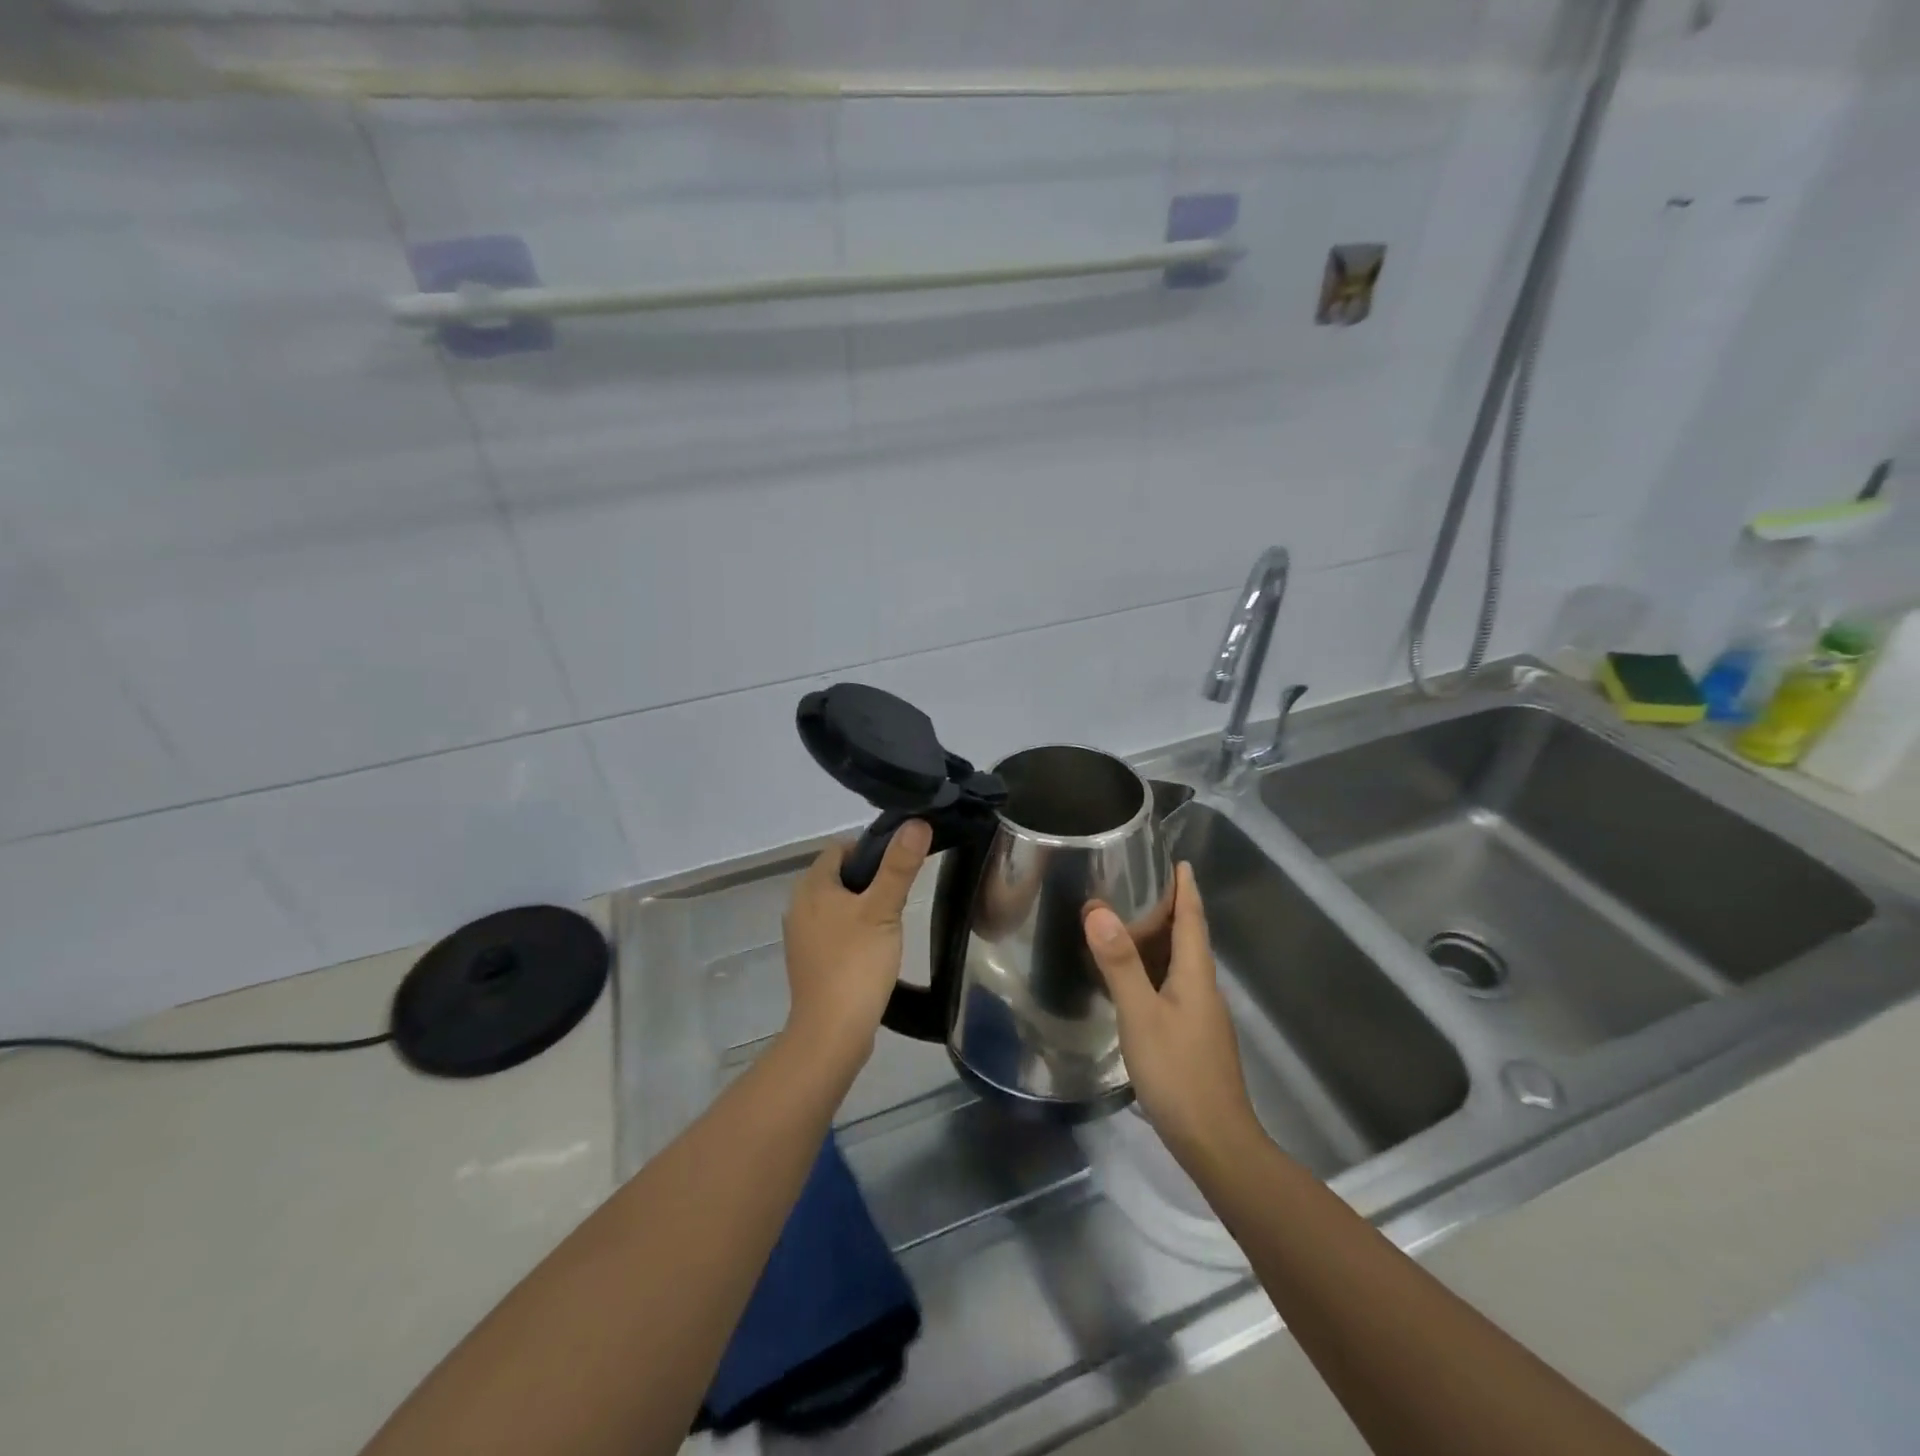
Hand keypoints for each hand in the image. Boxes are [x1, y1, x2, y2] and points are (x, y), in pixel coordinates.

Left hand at [782, 821, 932, 1068]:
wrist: (832, 1032)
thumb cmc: (856, 963)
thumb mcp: (884, 909)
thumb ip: (899, 865)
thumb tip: (916, 822)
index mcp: (811, 886)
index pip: (840, 848)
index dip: (871, 849)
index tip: (900, 864)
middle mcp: (799, 906)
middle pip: (839, 876)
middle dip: (870, 879)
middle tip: (901, 893)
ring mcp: (802, 936)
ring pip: (838, 905)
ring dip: (863, 906)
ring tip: (892, 920)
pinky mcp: (810, 961)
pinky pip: (835, 931)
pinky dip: (854, 931)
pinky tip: (876, 947)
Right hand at [1084, 863, 1258, 1162]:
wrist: (1216, 1143)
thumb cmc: (1178, 1073)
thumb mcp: (1141, 1015)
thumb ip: (1119, 963)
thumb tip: (1099, 909)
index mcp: (1196, 976)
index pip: (1193, 920)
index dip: (1186, 890)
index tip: (1180, 862)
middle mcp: (1205, 990)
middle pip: (1190, 940)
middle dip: (1171, 911)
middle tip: (1140, 887)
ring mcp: (1203, 1018)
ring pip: (1182, 967)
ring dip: (1162, 942)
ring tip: (1131, 927)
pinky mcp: (1195, 1040)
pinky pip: (1175, 989)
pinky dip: (1156, 972)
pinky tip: (1136, 984)